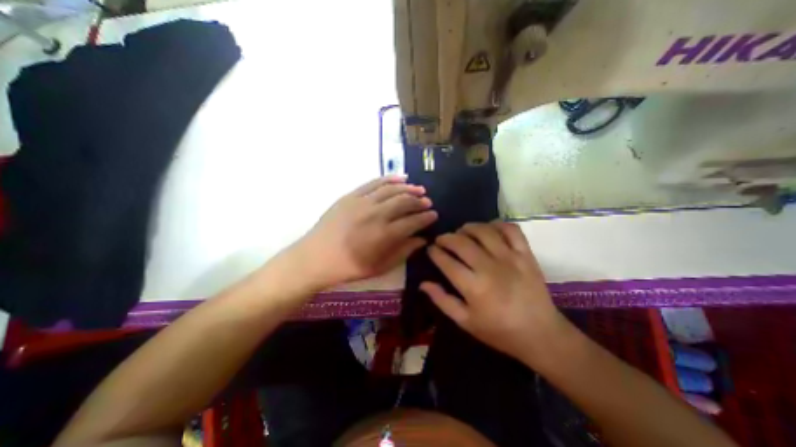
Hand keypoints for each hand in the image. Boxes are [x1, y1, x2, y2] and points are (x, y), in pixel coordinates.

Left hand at [297, 175, 437, 289]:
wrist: (316, 257)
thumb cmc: (349, 267)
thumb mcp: (380, 267)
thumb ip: (404, 252)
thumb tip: (422, 240)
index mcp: (384, 235)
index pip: (413, 222)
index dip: (426, 217)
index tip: (434, 215)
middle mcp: (376, 215)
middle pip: (405, 202)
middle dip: (420, 202)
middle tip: (428, 203)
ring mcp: (362, 202)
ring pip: (392, 189)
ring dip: (408, 188)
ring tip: (419, 190)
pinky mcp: (351, 196)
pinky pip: (374, 183)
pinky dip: (389, 179)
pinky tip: (400, 178)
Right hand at [418, 221, 568, 365]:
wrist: (541, 334)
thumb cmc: (499, 331)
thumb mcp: (465, 321)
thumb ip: (442, 300)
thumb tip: (423, 283)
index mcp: (473, 287)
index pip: (446, 261)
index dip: (434, 252)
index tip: (430, 249)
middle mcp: (489, 267)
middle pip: (461, 242)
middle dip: (446, 237)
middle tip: (441, 240)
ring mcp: (510, 258)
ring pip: (483, 231)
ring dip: (468, 227)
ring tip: (461, 232)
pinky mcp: (526, 254)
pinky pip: (511, 230)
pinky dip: (498, 224)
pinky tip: (489, 229)